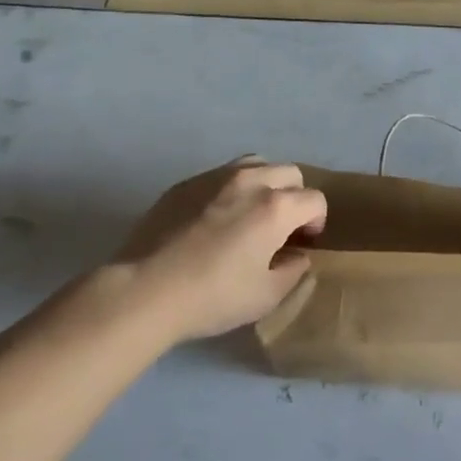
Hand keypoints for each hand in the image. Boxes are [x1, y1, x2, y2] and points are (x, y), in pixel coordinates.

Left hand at [117, 158, 326, 344]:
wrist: (143, 291)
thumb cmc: (213, 296)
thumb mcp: (266, 296)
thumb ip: (293, 271)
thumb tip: (297, 255)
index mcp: (277, 206)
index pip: (315, 199)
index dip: (316, 221)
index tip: (303, 243)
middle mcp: (251, 181)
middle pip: (290, 173)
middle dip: (294, 197)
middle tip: (281, 227)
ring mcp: (215, 177)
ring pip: (255, 165)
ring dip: (264, 184)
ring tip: (250, 213)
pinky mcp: (185, 184)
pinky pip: (220, 176)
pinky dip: (229, 190)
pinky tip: (213, 220)